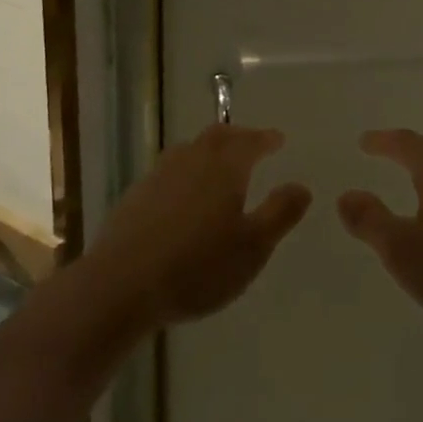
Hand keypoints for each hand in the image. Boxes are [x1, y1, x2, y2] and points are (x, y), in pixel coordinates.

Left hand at [93, 126, 310, 329]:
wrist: (122, 285)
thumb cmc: (198, 266)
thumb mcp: (253, 246)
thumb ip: (280, 213)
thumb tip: (301, 185)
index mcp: (223, 167)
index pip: (249, 141)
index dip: (265, 138)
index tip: (277, 139)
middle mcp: (190, 161)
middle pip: (216, 136)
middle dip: (237, 136)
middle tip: (251, 142)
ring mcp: (158, 176)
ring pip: (189, 150)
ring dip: (208, 150)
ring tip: (218, 164)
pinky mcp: (135, 196)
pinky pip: (168, 171)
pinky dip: (185, 171)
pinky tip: (183, 194)